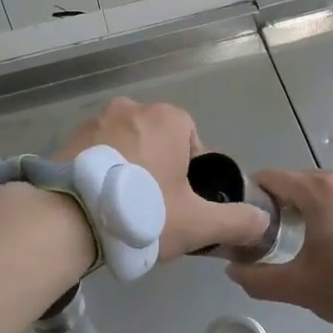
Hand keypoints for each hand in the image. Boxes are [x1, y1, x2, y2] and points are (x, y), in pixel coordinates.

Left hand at [55, 98, 268, 263]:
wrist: (67, 218)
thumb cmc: (142, 212)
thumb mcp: (197, 224)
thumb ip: (236, 221)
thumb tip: (264, 221)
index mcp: (168, 118)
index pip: (192, 141)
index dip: (191, 175)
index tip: (181, 204)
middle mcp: (133, 108)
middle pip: (158, 141)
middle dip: (159, 170)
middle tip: (153, 210)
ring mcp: (96, 120)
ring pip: (126, 146)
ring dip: (129, 170)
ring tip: (122, 210)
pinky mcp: (68, 138)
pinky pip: (97, 154)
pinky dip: (102, 173)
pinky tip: (98, 204)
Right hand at [227, 169, 332, 323]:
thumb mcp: (299, 286)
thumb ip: (258, 278)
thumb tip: (232, 271)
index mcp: (320, 189)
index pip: (272, 177)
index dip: (254, 196)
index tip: (249, 221)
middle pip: (301, 183)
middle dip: (285, 205)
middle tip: (276, 237)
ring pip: (329, 191)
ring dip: (314, 209)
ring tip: (312, 243)